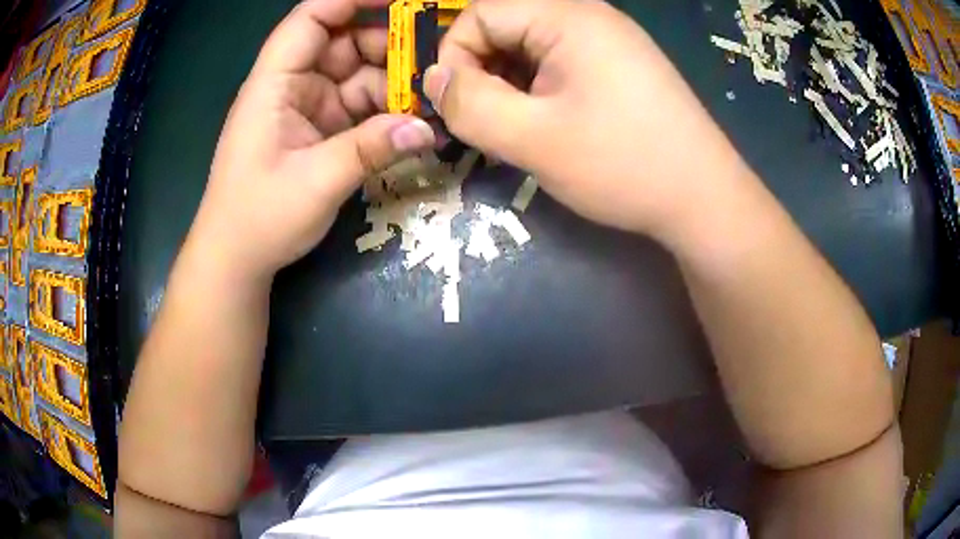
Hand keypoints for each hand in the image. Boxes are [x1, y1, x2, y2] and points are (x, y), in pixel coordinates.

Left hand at [188, 0, 435, 280]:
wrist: (237, 259)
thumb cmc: (258, 218)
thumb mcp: (315, 183)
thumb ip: (370, 149)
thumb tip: (428, 128)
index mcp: (274, 82)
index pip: (311, 18)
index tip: (403, 1)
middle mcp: (292, 85)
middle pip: (344, 42)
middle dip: (389, 46)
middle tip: (436, 59)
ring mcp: (308, 107)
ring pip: (358, 75)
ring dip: (394, 84)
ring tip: (433, 98)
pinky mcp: (320, 130)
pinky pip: (360, 107)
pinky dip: (386, 112)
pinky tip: (414, 124)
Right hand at [425, 0, 744, 240]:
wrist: (705, 199)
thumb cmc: (623, 165)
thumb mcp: (533, 138)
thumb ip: (470, 104)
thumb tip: (433, 79)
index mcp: (568, 17)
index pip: (479, 13)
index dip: (453, 55)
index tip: (456, 105)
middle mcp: (589, 17)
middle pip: (505, 27)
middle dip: (481, 73)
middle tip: (484, 123)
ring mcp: (609, 41)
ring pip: (530, 48)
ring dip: (508, 86)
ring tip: (514, 132)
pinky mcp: (620, 67)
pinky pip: (560, 64)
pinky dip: (538, 91)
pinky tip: (546, 127)